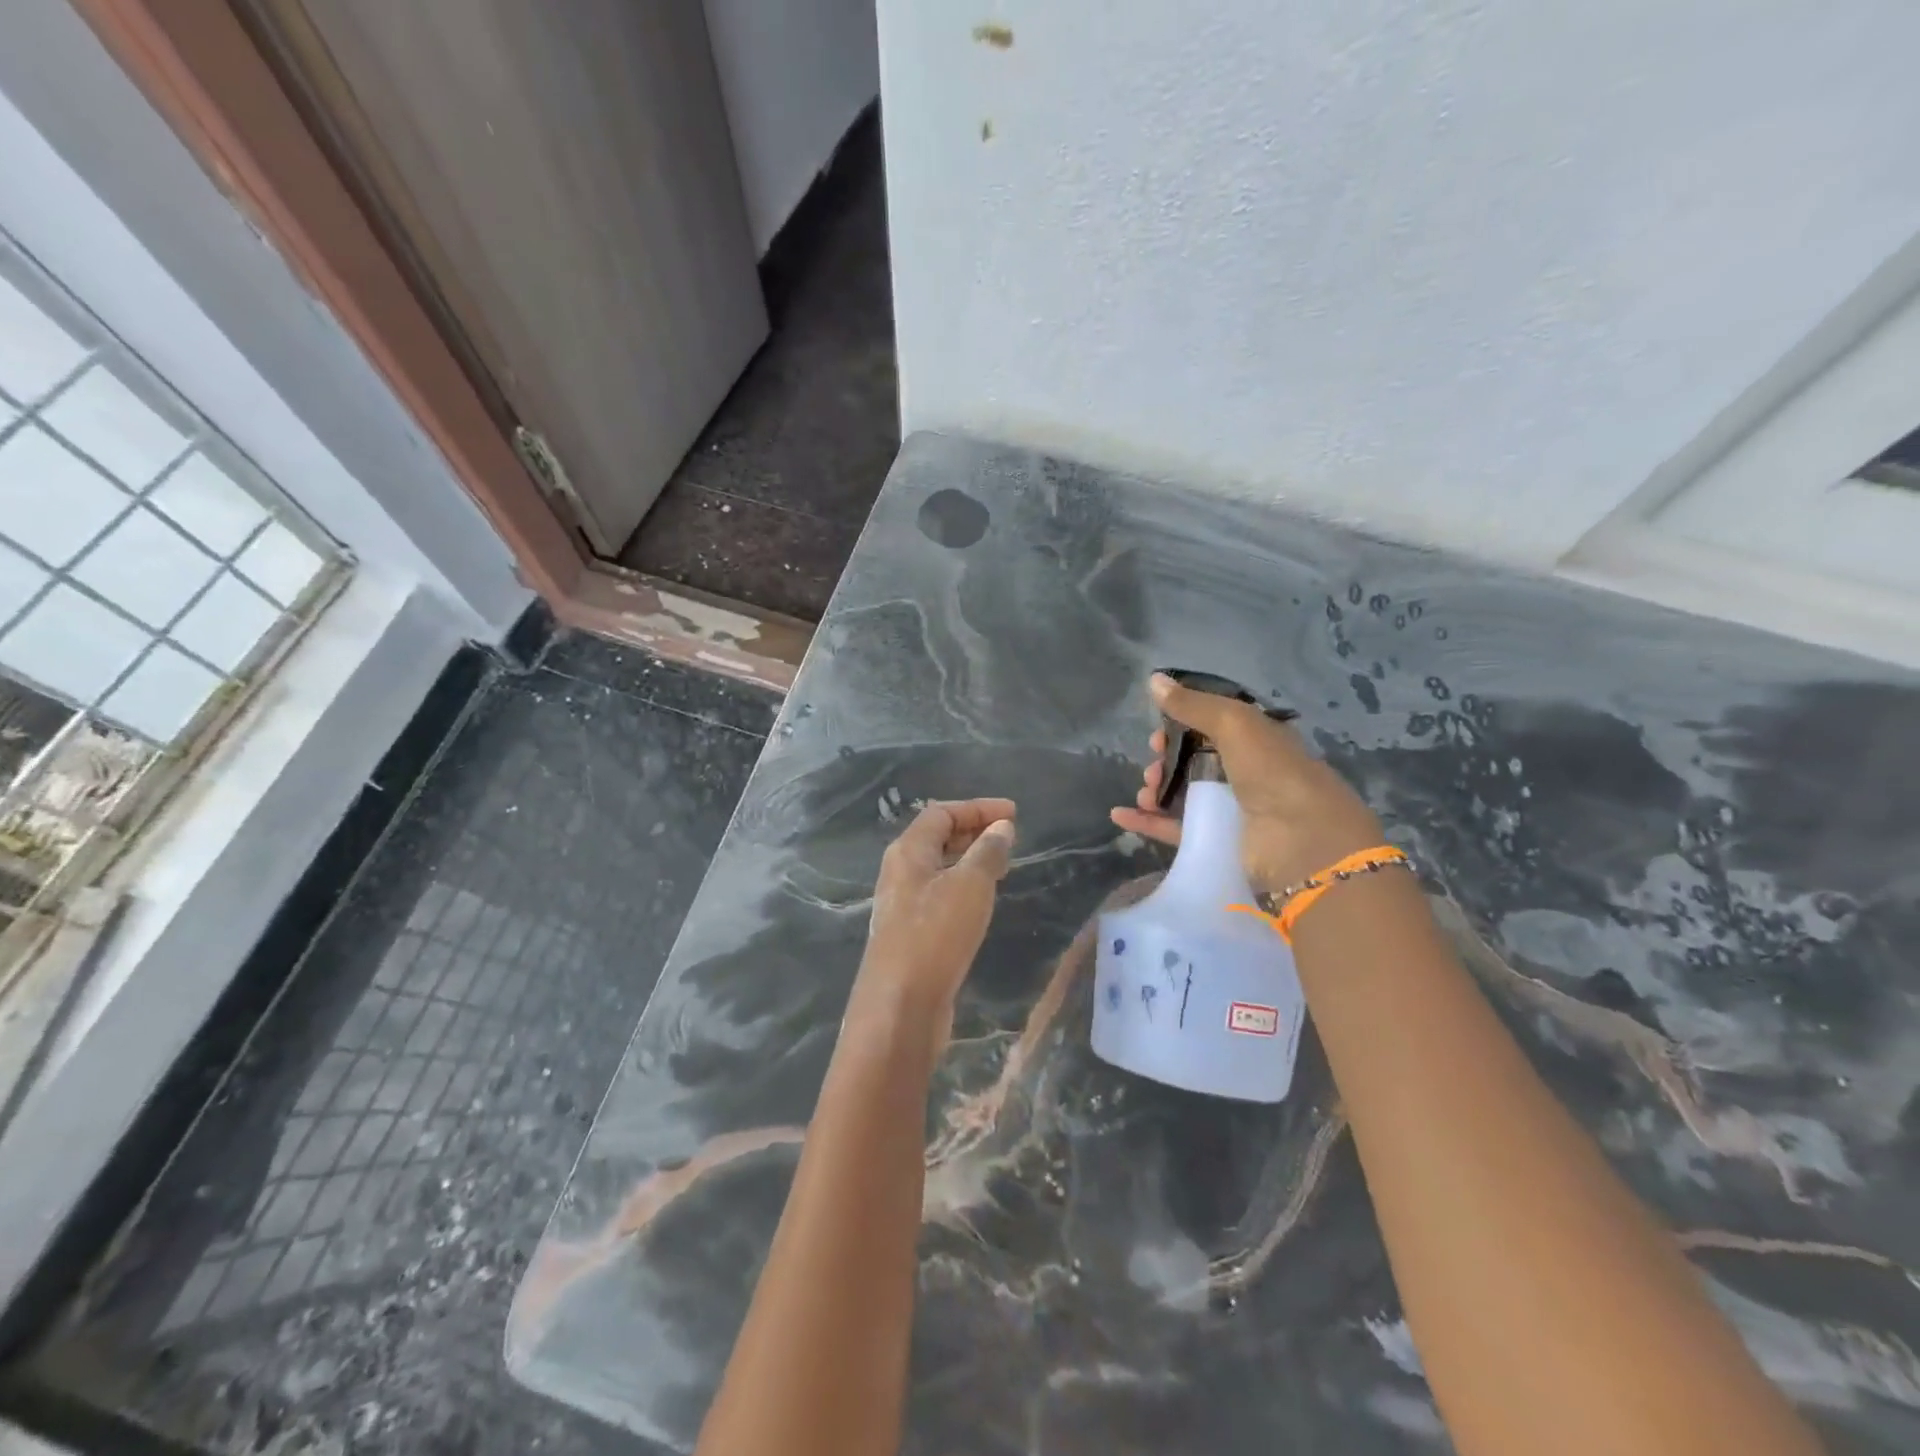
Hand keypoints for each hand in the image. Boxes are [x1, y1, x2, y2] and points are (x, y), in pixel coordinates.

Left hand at [852, 798, 1016, 1052]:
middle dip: (974, 831)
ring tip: (1003, 864)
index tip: (1013, 814)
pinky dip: (964, 887)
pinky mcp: (911, 933)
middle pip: (936, 838)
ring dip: (970, 860)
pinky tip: (983, 901)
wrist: (901, 1006)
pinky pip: (940, 895)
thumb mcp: (970, 885)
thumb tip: (1002, 827)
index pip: (941, 813)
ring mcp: (903, 905)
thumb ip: (987, 852)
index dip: (978, 808)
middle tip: (1010, 836)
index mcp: (907, 852)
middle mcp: (900, 872)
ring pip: (939, 868)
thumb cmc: (935, 934)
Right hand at [1110, 673, 1383, 893]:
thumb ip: (1193, 704)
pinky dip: (1148, 822)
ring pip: (1183, 794)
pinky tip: (1121, 815)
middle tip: (1152, 765)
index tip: (1158, 730)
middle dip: (1166, 759)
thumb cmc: (1273, 772)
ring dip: (1157, 789)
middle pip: (1194, 761)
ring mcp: (1232, 809)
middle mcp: (1247, 773)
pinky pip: (1175, 828)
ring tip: (1146, 791)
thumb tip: (1152, 680)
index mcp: (1258, 740)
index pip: (1214, 725)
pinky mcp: (1217, 841)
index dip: (1182, 724)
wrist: (1301, 841)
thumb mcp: (1234, 723)